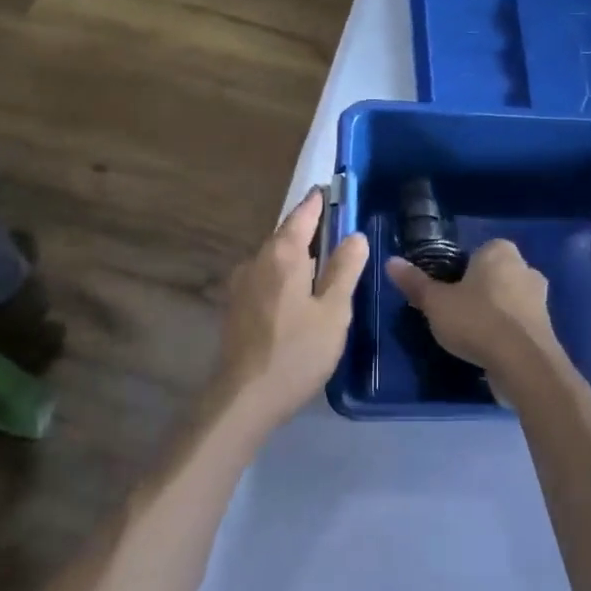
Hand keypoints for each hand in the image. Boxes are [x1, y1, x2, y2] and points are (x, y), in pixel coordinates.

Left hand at [216, 187, 369, 433]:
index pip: (302, 215)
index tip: (330, 191)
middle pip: (286, 236)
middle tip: (335, 230)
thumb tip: (355, 235)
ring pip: (274, 259)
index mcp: (283, 255)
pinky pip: (265, 278)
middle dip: (308, 230)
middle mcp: (257, 261)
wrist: (243, 398)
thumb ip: (344, 270)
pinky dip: (283, 276)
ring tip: (320, 265)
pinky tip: (296, 296)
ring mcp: (241, 284)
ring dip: (296, 256)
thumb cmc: (296, 352)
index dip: (318, 203)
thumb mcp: (333, 311)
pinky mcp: (235, 307)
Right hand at [384, 240, 564, 394]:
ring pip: (508, 300)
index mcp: (500, 251)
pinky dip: (506, 333)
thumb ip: (415, 283)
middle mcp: (525, 267)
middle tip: (455, 313)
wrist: (523, 364)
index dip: (459, 271)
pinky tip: (489, 350)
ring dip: (493, 314)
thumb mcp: (436, 303)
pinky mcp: (546, 328)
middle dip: (478, 291)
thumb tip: (391, 262)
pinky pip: (518, 324)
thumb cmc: (476, 321)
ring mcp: (540, 299)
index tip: (446, 292)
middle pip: (493, 276)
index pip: (476, 252)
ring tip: (471, 336)